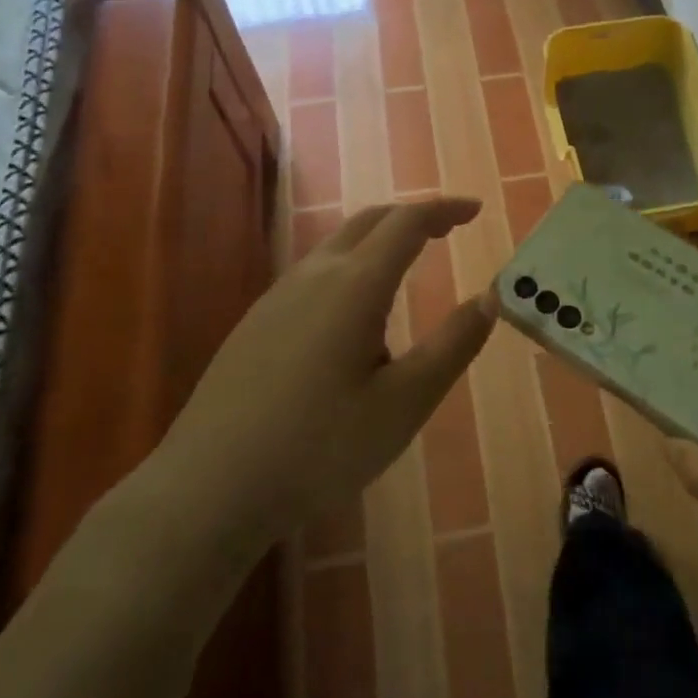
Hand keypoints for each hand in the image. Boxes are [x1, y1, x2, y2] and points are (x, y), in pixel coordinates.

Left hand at [145, 198, 495, 555]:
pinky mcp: (256, 322)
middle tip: (448, 229)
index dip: (444, 210)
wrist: (209, 488)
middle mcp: (314, 275)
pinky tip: (353, 315)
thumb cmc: (319, 447)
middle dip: (413, 216)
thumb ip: (452, 345)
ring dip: (380, 240)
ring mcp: (277, 296)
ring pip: (338, 245)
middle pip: (369, 221)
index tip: (475, 210)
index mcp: (355, 285)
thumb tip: (488, 297)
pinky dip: (351, 266)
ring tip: (408, 267)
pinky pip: (315, 272)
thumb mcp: (404, 403)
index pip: (407, 223)